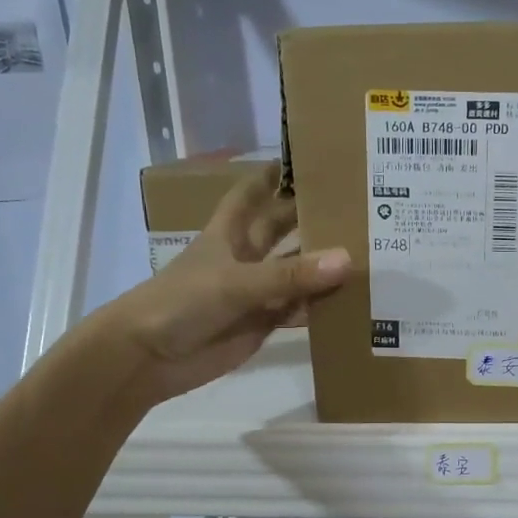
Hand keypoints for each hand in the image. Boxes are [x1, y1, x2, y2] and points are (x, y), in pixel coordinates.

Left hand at [99, 164, 350, 402]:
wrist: (148, 357)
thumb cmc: (182, 303)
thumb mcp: (236, 282)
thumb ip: (290, 274)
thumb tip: (346, 259)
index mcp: (228, 233)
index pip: (252, 194)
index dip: (273, 176)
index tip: (308, 160)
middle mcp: (244, 257)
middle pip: (282, 231)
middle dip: (311, 219)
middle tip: (356, 207)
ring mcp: (255, 292)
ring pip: (296, 272)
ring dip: (323, 266)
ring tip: (368, 253)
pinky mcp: (262, 324)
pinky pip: (298, 310)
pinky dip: (320, 307)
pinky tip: (351, 302)